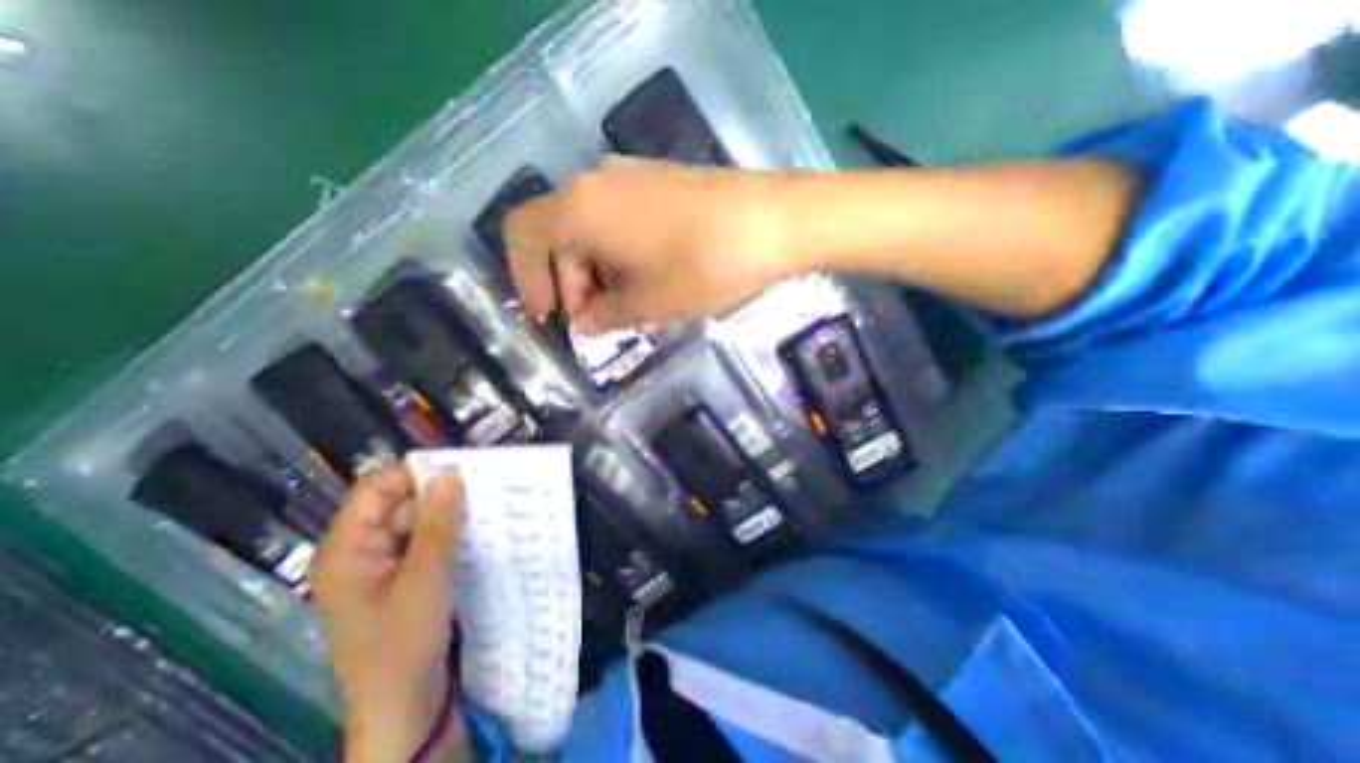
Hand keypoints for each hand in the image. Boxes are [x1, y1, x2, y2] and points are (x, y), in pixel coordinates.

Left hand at [311, 466, 469, 762]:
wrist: (402, 707)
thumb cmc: (402, 643)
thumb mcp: (424, 578)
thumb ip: (436, 524)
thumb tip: (450, 474)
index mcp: (348, 548)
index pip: (376, 488)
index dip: (414, 474)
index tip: (460, 469)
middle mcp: (361, 550)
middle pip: (399, 503)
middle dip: (438, 495)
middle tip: (483, 490)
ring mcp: (383, 565)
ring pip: (417, 522)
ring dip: (448, 515)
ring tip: (487, 508)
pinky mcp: (403, 577)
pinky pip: (426, 542)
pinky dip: (449, 534)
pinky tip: (476, 532)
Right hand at [507, 154, 805, 332]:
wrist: (774, 223)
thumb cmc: (702, 266)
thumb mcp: (648, 303)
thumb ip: (606, 315)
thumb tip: (586, 323)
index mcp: (581, 208)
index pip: (524, 235)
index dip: (526, 278)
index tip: (549, 317)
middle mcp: (598, 182)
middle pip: (563, 237)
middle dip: (574, 287)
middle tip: (600, 324)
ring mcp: (633, 176)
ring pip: (596, 232)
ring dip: (602, 276)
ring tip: (631, 311)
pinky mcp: (662, 182)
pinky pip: (624, 222)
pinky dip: (624, 257)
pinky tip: (651, 284)